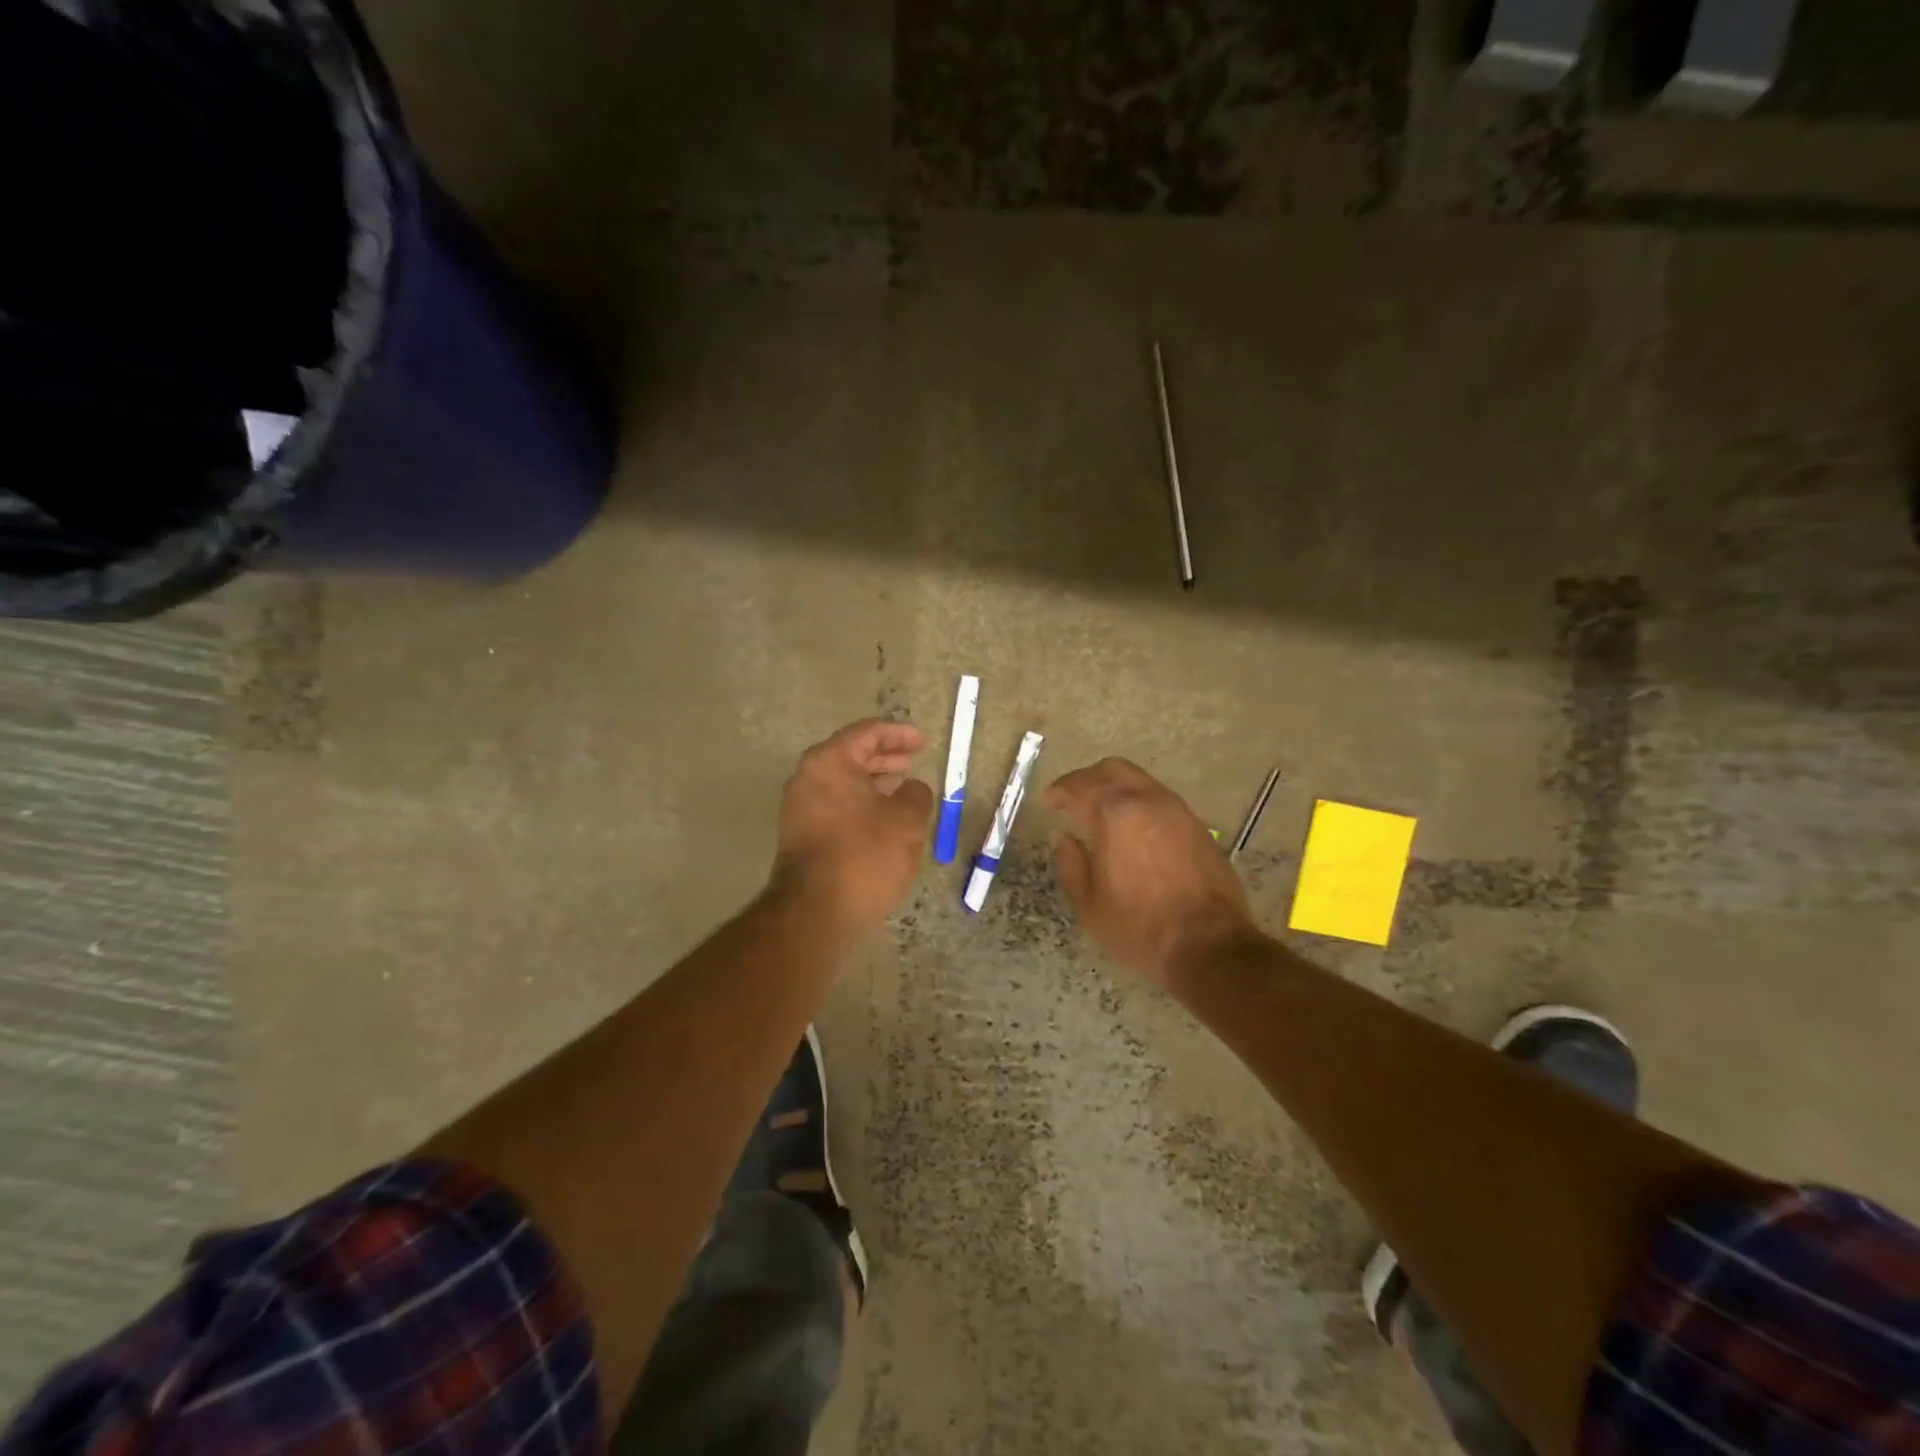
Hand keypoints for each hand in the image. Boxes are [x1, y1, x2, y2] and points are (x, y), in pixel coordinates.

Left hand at [773, 720, 935, 933]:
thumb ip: (916, 795)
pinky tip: (883, 820)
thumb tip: (912, 789)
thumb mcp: (907, 821)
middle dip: (884, 759)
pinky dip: (860, 804)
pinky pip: (835, 806)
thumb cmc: (865, 855)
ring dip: (873, 784)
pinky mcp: (801, 835)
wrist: (816, 912)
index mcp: (830, 762)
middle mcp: (808, 778)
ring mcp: (799, 808)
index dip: (899, 734)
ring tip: (902, 791)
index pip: (867, 733)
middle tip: (911, 763)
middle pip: (851, 756)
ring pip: (842, 783)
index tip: (922, 741)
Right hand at [1046, 758, 1254, 988]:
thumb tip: (1066, 840)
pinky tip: (1135, 830)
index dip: (1061, 791)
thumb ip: (1071, 865)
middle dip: (1089, 779)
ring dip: (1117, 789)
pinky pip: (1162, 801)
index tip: (1050, 800)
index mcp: (1115, 813)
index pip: (1080, 786)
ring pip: (1142, 781)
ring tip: (1104, 814)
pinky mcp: (1199, 828)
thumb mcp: (1089, 905)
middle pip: (1114, 769)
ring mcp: (1179, 811)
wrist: (1210, 947)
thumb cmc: (1140, 929)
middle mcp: (1148, 800)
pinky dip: (1141, 804)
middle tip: (1074, 798)